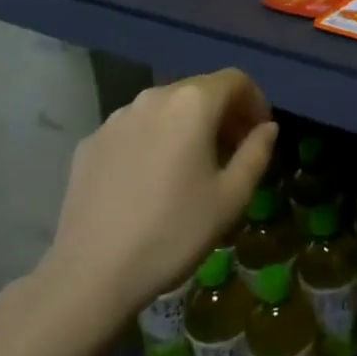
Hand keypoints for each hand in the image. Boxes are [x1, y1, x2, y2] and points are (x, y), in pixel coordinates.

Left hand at [35, 69, 277, 326]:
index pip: (235, 80)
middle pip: (200, 90)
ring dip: (188, 125)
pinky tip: (152, 180)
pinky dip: (155, 140)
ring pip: (165, 108)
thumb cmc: (173, 232)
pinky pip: (135, 129)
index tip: (260, 132)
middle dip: (223, 113)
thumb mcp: (231, 197)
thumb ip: (256, 153)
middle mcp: (153, 98)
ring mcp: (116, 118)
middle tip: (234, 150)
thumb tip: (267, 128)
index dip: (255, 100)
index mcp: (192, 103)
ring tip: (193, 165)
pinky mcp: (91, 143)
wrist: (90, 276)